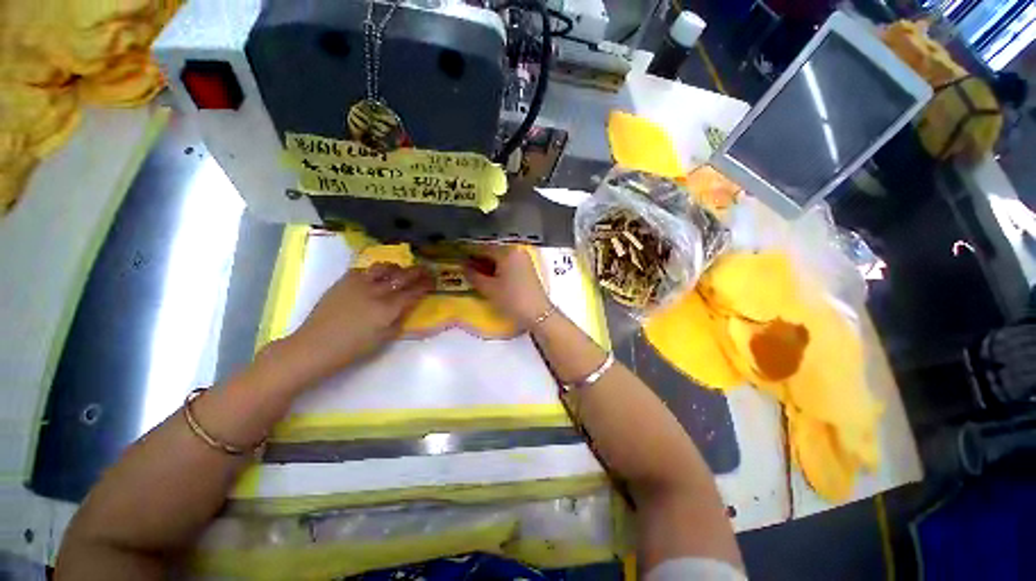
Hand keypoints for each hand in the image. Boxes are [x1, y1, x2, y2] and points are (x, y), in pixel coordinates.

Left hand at [283, 263, 433, 382]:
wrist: (315, 346)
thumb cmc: (353, 349)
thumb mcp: (385, 339)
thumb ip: (400, 320)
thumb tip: (408, 307)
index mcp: (388, 309)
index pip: (413, 291)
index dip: (426, 285)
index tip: (433, 280)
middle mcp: (376, 292)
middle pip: (402, 276)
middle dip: (417, 271)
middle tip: (425, 269)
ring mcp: (359, 284)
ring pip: (383, 267)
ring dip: (396, 268)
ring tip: (399, 271)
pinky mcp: (344, 281)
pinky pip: (364, 269)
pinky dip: (374, 271)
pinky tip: (375, 277)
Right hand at [465, 245, 550, 328]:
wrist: (538, 314)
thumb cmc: (512, 299)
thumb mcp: (489, 288)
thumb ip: (473, 275)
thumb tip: (463, 266)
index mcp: (507, 251)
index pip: (483, 248)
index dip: (469, 254)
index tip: (458, 260)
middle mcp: (516, 251)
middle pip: (493, 252)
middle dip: (479, 260)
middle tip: (465, 269)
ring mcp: (523, 259)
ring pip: (501, 258)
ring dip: (488, 265)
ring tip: (476, 275)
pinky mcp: (527, 268)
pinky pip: (509, 264)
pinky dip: (499, 269)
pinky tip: (491, 278)